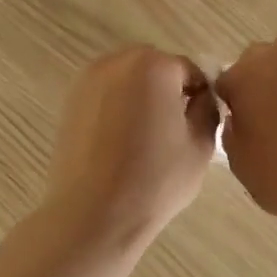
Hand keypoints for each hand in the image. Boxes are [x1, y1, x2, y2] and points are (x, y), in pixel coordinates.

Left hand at [41, 46, 219, 252]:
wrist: (93, 214)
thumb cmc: (155, 179)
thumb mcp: (201, 144)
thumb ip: (207, 109)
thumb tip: (200, 97)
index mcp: (154, 66)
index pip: (189, 70)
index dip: (199, 96)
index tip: (197, 125)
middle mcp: (118, 62)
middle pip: (155, 67)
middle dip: (167, 90)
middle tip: (172, 129)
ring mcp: (88, 80)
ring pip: (127, 79)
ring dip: (140, 96)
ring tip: (144, 137)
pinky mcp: (69, 101)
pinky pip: (105, 93)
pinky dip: (116, 107)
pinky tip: (119, 141)